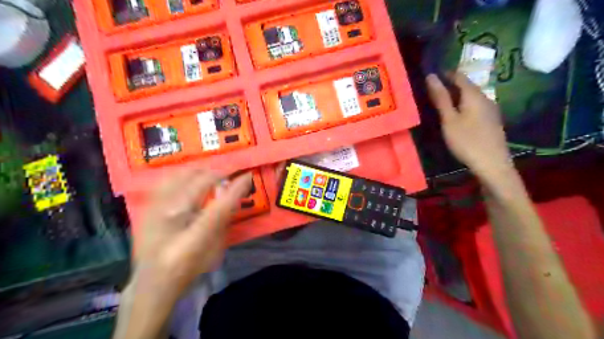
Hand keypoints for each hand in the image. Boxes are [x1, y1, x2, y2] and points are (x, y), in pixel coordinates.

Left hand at [134, 169, 251, 301]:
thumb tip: (231, 196)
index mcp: (191, 240)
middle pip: (198, 185)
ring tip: (210, 175)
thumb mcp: (215, 252)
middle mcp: (169, 223)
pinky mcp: (145, 209)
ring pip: (179, 177)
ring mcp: (153, 213)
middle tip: (228, 175)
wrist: (150, 283)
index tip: (247, 177)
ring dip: (199, 172)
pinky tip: (189, 178)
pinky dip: (181, 175)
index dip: (235, 189)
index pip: (219, 207)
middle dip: (218, 175)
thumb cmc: (189, 270)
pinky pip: (164, 181)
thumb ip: (224, 222)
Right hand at [424, 72, 512, 179]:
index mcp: (474, 95)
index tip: (431, 76)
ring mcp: (491, 109)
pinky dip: (464, 106)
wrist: (492, 164)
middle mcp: (485, 98)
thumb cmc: (467, 141)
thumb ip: (441, 98)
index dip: (445, 74)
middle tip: (433, 91)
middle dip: (450, 85)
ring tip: (442, 103)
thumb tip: (431, 76)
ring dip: (457, 96)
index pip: (459, 76)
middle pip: (467, 86)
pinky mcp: (491, 121)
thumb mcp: (449, 120)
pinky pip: (475, 106)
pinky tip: (457, 115)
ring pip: (471, 97)